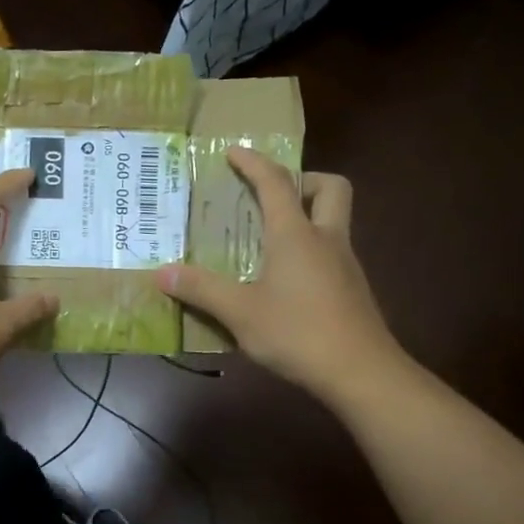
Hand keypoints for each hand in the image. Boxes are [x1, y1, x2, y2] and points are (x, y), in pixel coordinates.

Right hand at [156, 147, 408, 404]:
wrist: (361, 373)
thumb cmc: (298, 333)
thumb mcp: (240, 312)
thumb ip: (201, 290)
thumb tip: (161, 273)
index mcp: (296, 235)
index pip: (276, 183)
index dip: (254, 163)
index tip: (234, 151)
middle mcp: (326, 239)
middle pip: (330, 188)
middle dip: (303, 181)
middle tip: (272, 198)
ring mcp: (345, 264)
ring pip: (334, 221)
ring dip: (307, 216)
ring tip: (269, 240)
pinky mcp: (351, 290)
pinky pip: (332, 252)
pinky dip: (310, 250)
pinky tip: (286, 281)